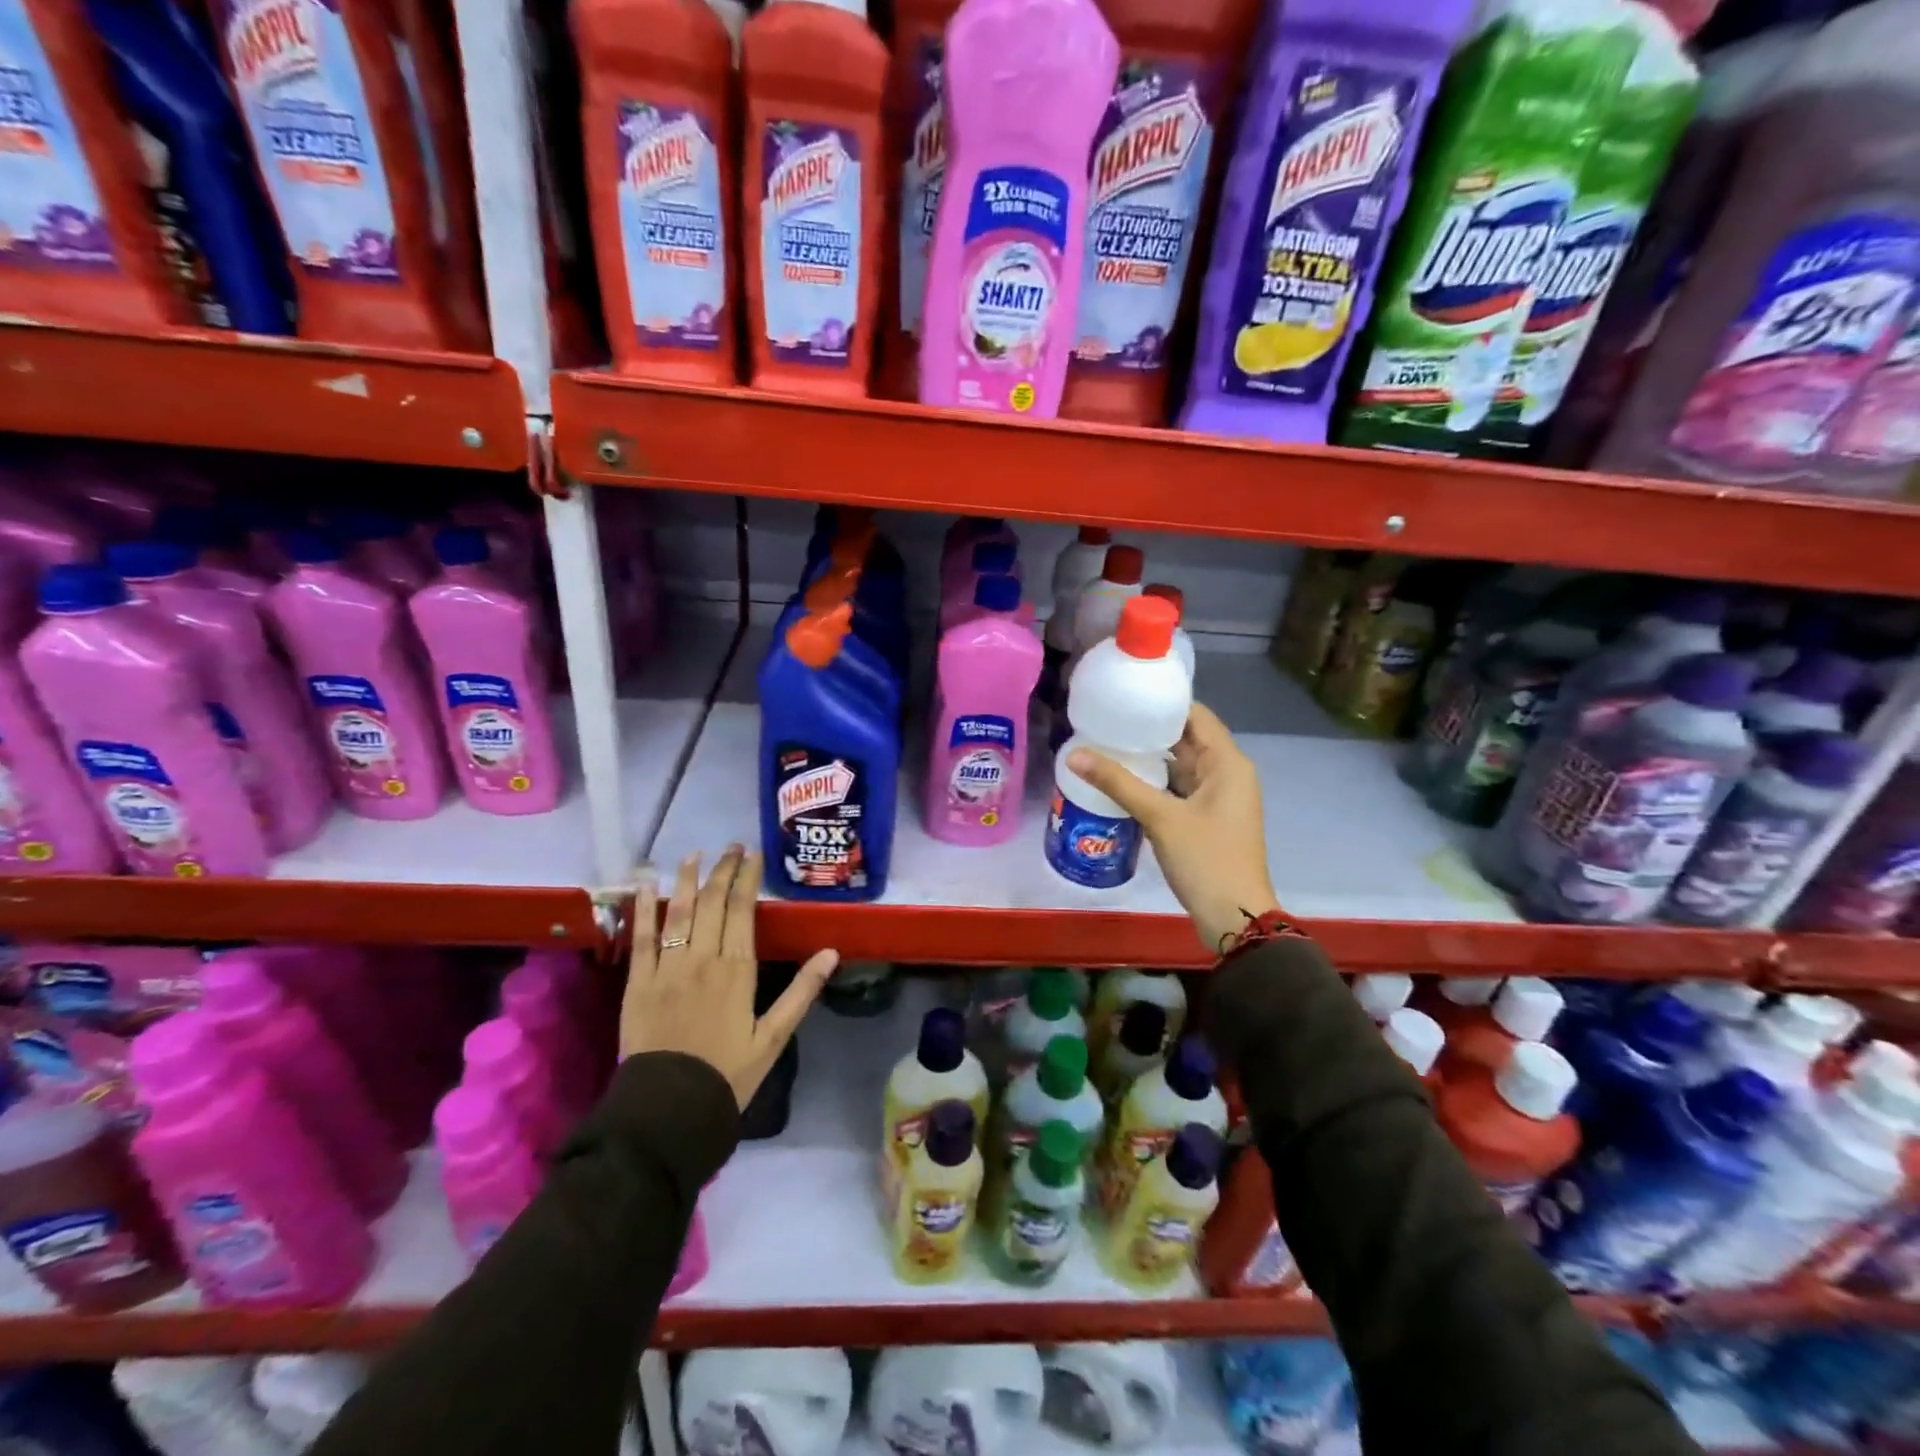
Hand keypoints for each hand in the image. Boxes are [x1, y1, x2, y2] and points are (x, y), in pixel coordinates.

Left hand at [620, 845, 839, 1109]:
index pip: (743, 910)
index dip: (748, 878)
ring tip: (693, 854)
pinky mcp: (638, 982)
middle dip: (723, 870)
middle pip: (712, 903)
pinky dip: (643, 909)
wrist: (669, 1109)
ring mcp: (667, 968)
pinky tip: (646, 885)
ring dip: (686, 879)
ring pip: (678, 912)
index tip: (753, 854)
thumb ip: (801, 991)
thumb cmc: (727, 1073)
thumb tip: (830, 952)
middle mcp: (702, 958)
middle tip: (731, 846)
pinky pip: (641, 938)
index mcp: (737, 969)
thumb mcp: (774, 1037)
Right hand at [1067, 703, 1278, 954]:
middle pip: (1188, 739)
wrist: (1235, 918)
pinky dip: (1155, 782)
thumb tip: (1074, 754)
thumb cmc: (1206, 859)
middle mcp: (1227, 774)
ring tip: (1108, 743)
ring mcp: (1218, 798)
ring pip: (1181, 766)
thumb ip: (1117, 782)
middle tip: (1107, 717)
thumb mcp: (1160, 817)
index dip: (1164, 702)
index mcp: (1228, 763)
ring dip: (1150, 757)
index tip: (1127, 693)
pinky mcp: (1206, 819)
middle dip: (1150, 729)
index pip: (1196, 715)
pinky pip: (1178, 788)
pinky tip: (1122, 780)